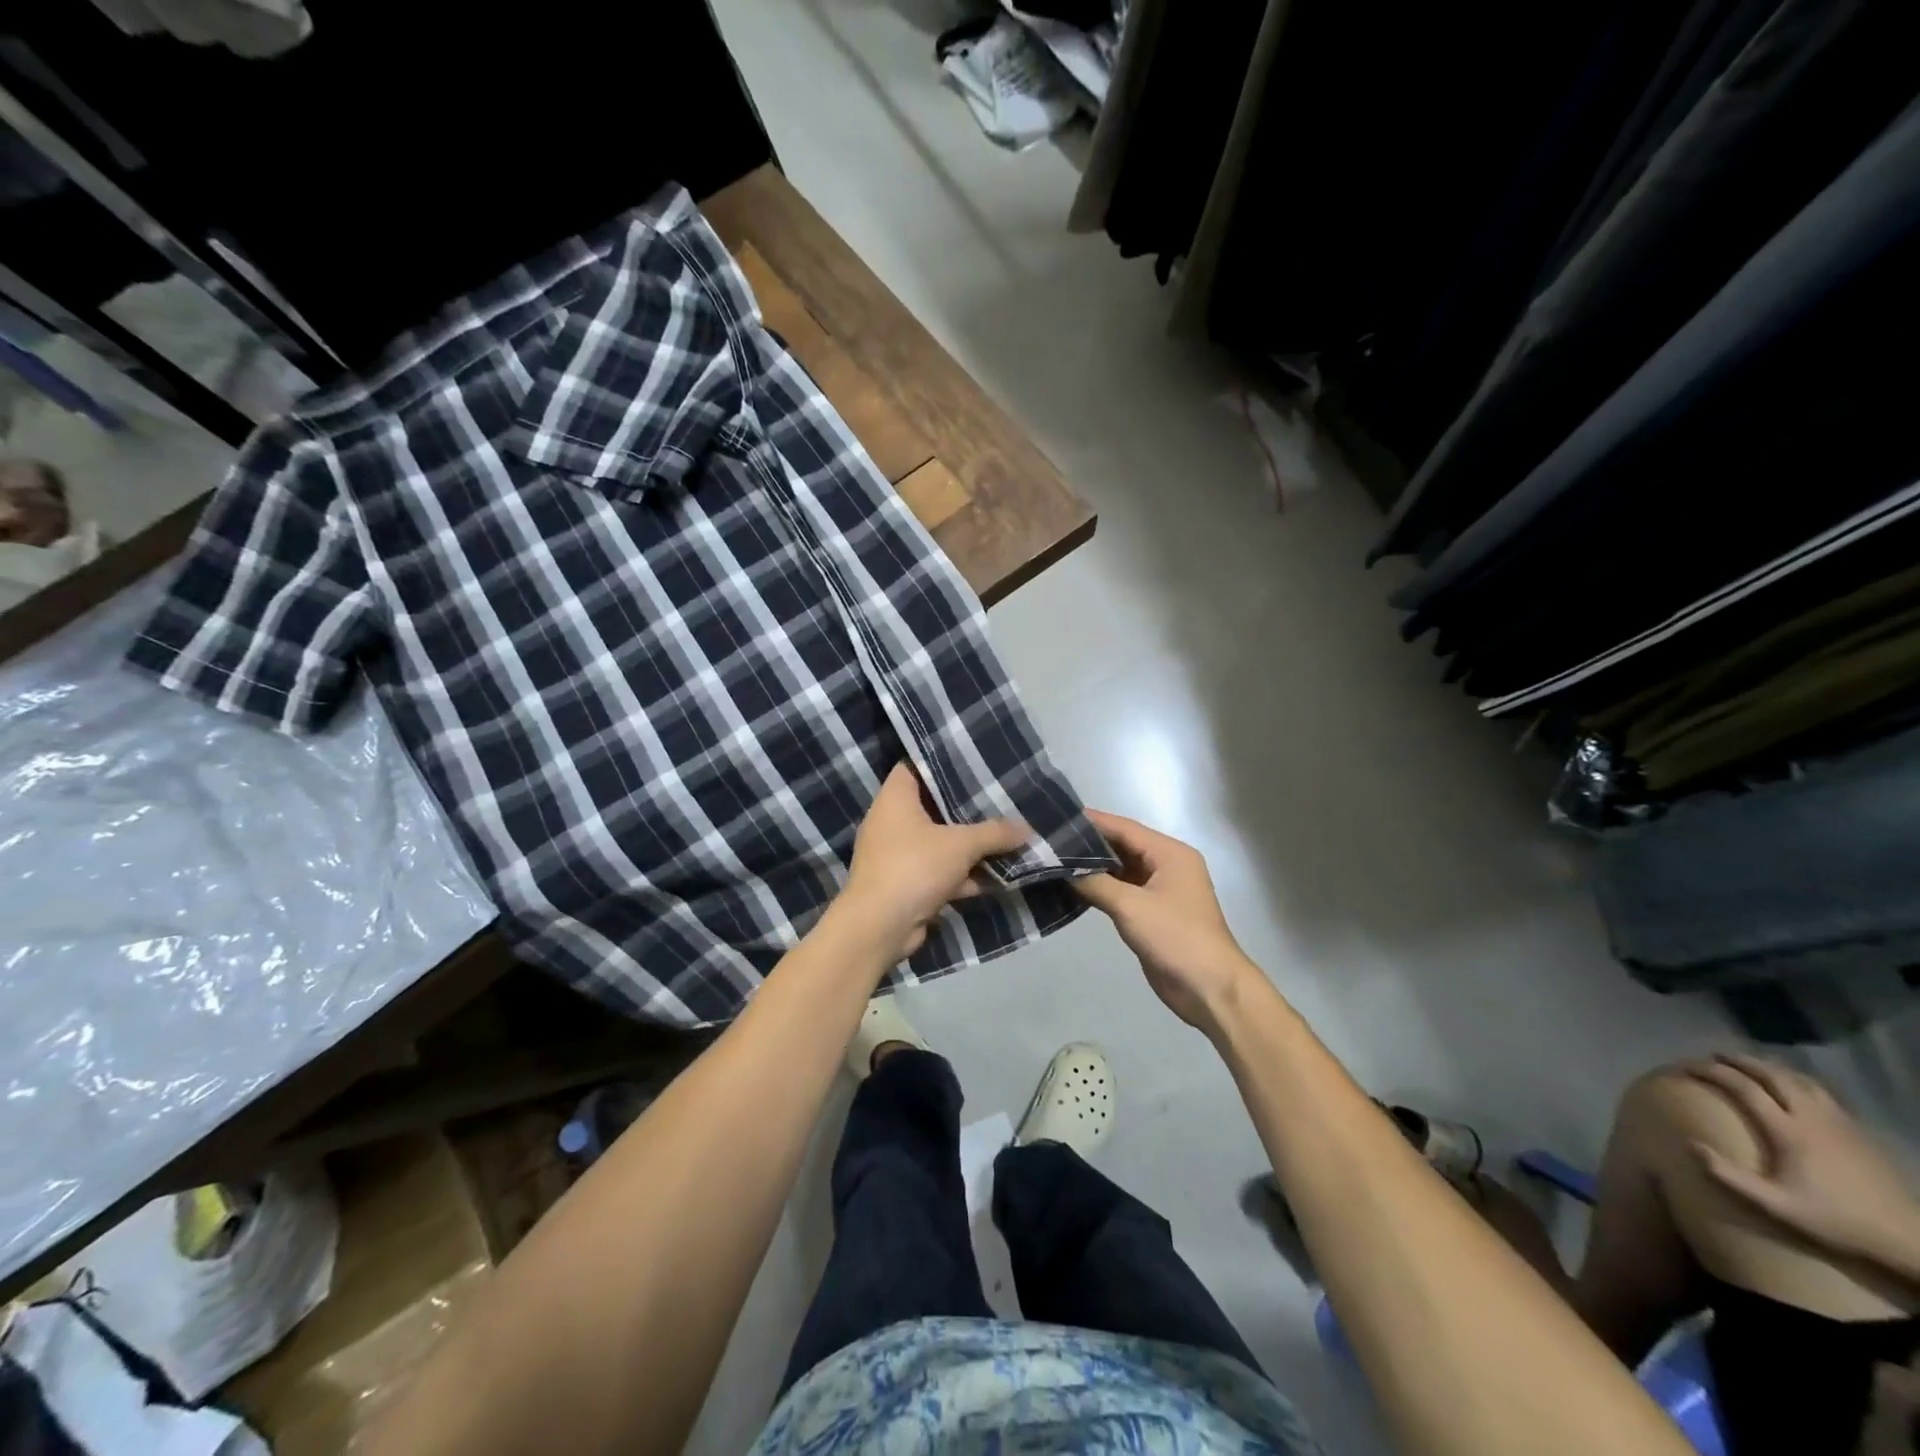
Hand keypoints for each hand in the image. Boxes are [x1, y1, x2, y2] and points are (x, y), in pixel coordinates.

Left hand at [835, 763, 1028, 965]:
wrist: (879, 927)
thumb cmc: (913, 867)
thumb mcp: (961, 845)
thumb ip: (995, 833)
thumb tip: (1028, 829)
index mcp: (895, 799)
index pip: (915, 766)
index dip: (942, 761)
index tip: (972, 760)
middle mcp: (891, 821)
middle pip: (932, 805)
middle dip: (966, 807)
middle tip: (999, 796)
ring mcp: (896, 854)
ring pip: (939, 841)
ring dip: (969, 845)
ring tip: (1006, 834)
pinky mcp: (905, 883)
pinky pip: (939, 870)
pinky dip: (962, 874)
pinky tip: (995, 876)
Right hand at [1072, 810, 1260, 1033]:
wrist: (1209, 988)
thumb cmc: (1175, 938)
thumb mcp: (1131, 907)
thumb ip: (1095, 883)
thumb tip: (1062, 869)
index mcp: (1170, 854)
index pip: (1124, 828)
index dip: (1092, 822)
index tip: (1058, 816)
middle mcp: (1167, 865)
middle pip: (1123, 846)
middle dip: (1089, 844)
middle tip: (1051, 839)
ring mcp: (1160, 889)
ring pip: (1121, 869)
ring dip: (1094, 867)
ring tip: (1055, 860)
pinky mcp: (1152, 912)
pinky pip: (1123, 890)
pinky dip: (1101, 887)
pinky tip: (1074, 886)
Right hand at [1685, 1054, 1919, 1271]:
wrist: (1906, 1240)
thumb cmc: (1834, 1221)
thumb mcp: (1777, 1206)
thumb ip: (1730, 1177)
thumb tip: (1690, 1144)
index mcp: (1789, 1131)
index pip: (1742, 1087)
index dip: (1710, 1071)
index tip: (1686, 1066)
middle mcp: (1812, 1118)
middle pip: (1772, 1075)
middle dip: (1739, 1061)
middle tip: (1714, 1057)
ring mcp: (1839, 1123)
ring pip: (1799, 1079)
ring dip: (1769, 1067)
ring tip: (1749, 1065)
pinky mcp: (1857, 1131)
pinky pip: (1821, 1092)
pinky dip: (1796, 1080)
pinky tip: (1792, 1087)